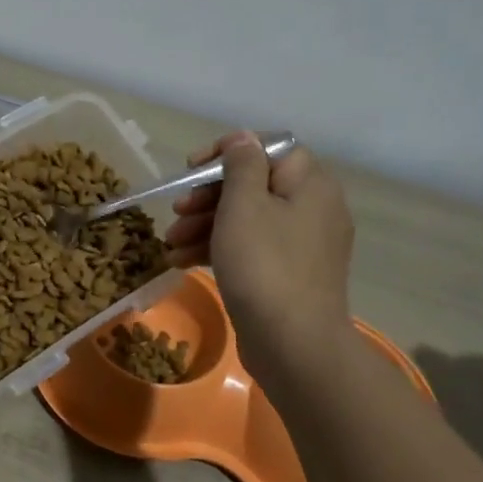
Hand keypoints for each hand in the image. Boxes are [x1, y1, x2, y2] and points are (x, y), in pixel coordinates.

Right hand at [164, 131, 355, 381]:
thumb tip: (243, 138)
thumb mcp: (244, 204)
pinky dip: (218, 250)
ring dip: (204, 225)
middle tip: (177, 211)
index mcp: (310, 184)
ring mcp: (300, 245)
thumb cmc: (264, 264)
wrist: (292, 343)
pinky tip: (181, 262)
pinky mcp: (286, 275)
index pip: (268, 149)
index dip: (226, 153)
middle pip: (252, 186)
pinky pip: (249, 249)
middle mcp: (312, 209)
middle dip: (207, 197)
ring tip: (170, 243)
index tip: (192, 168)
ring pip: (246, 220)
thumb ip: (241, 165)